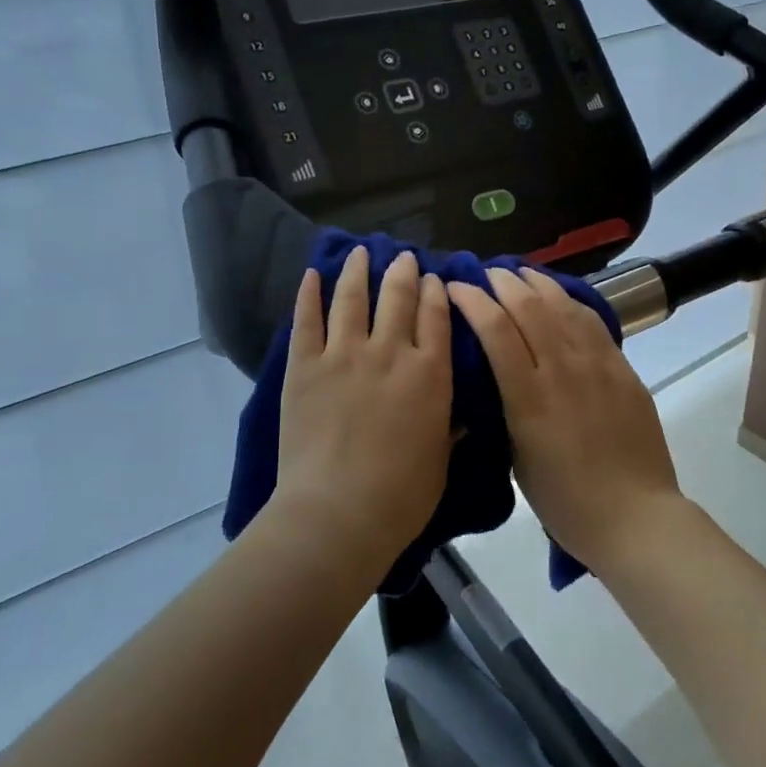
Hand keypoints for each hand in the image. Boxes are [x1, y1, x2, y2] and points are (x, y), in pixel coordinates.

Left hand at [274, 247, 452, 571]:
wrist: (338, 514)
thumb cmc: (401, 497)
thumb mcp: (440, 462)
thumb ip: (449, 430)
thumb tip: (459, 416)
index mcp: (430, 374)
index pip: (436, 317)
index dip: (436, 292)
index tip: (434, 279)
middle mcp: (391, 352)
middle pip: (398, 297)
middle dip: (403, 272)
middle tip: (404, 257)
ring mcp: (344, 355)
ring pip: (353, 297)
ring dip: (358, 270)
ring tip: (361, 251)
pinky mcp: (305, 366)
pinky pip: (307, 320)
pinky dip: (309, 294)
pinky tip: (312, 273)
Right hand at [447, 267, 683, 573]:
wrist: (634, 516)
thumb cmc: (565, 501)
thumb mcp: (517, 459)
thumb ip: (506, 410)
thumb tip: (496, 377)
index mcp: (528, 398)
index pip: (495, 330)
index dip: (472, 301)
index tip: (454, 288)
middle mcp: (562, 370)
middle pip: (529, 307)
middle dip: (501, 283)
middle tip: (485, 274)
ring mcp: (597, 365)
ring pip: (563, 306)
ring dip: (536, 283)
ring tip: (519, 273)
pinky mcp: (622, 368)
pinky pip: (592, 321)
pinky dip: (569, 301)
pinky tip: (559, 296)